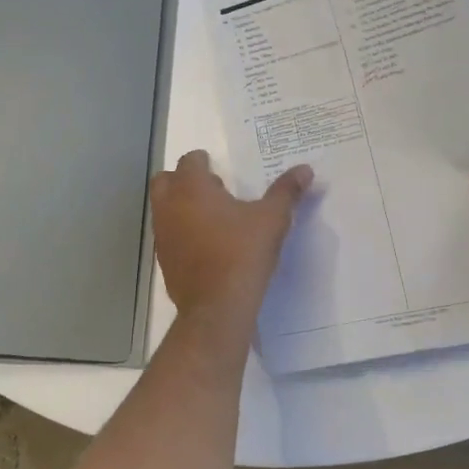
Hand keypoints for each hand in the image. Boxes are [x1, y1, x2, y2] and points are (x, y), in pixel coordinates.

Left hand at [150, 151, 311, 318]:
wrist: (217, 307)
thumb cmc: (243, 252)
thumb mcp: (272, 218)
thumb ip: (287, 191)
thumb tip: (305, 169)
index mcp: (191, 188)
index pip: (189, 161)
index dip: (203, 162)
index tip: (219, 169)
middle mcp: (169, 206)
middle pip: (166, 180)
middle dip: (184, 180)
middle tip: (213, 191)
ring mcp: (163, 234)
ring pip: (163, 208)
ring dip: (181, 206)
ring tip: (212, 219)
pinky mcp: (164, 260)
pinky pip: (168, 235)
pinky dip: (181, 232)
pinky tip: (206, 245)